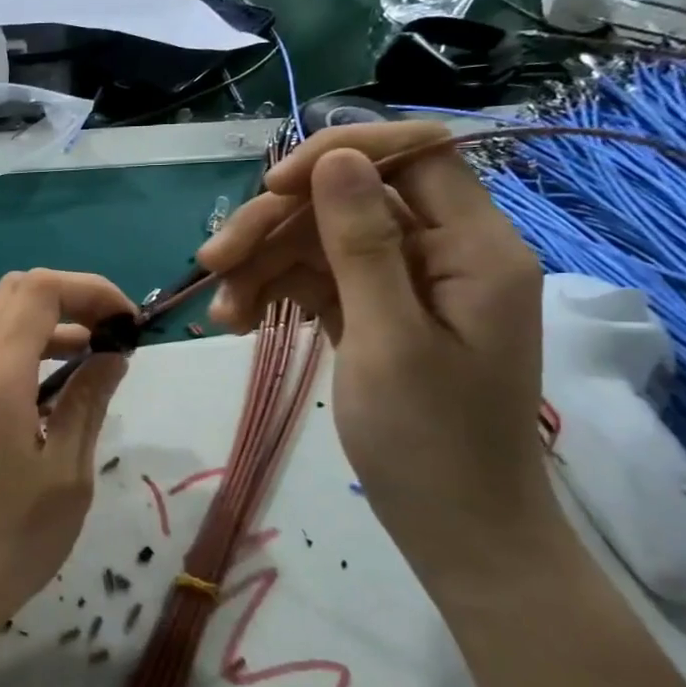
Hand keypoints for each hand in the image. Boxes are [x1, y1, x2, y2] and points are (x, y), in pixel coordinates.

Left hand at [0, 270, 132, 657]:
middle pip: (16, 293)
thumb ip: (88, 399)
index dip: (91, 289)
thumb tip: (112, 353)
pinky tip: (59, 383)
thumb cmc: (10, 538)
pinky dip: (27, 347)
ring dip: (50, 322)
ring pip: (0, 319)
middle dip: (72, 297)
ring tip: (98, 353)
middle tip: (116, 331)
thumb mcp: (67, 470)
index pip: (39, 290)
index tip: (130, 321)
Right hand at [197, 123, 555, 591]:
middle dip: (277, 223)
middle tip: (213, 261)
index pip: (414, 153)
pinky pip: (319, 279)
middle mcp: (443, 252)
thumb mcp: (387, 338)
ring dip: (264, 265)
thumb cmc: (430, 443)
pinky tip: (238, 323)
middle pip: (350, 198)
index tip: (272, 188)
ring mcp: (406, 284)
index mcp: (473, 247)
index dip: (341, 154)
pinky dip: (277, 293)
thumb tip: (336, 158)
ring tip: (221, 312)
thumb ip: (361, 243)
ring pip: (323, 239)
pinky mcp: (376, 312)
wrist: (457, 532)